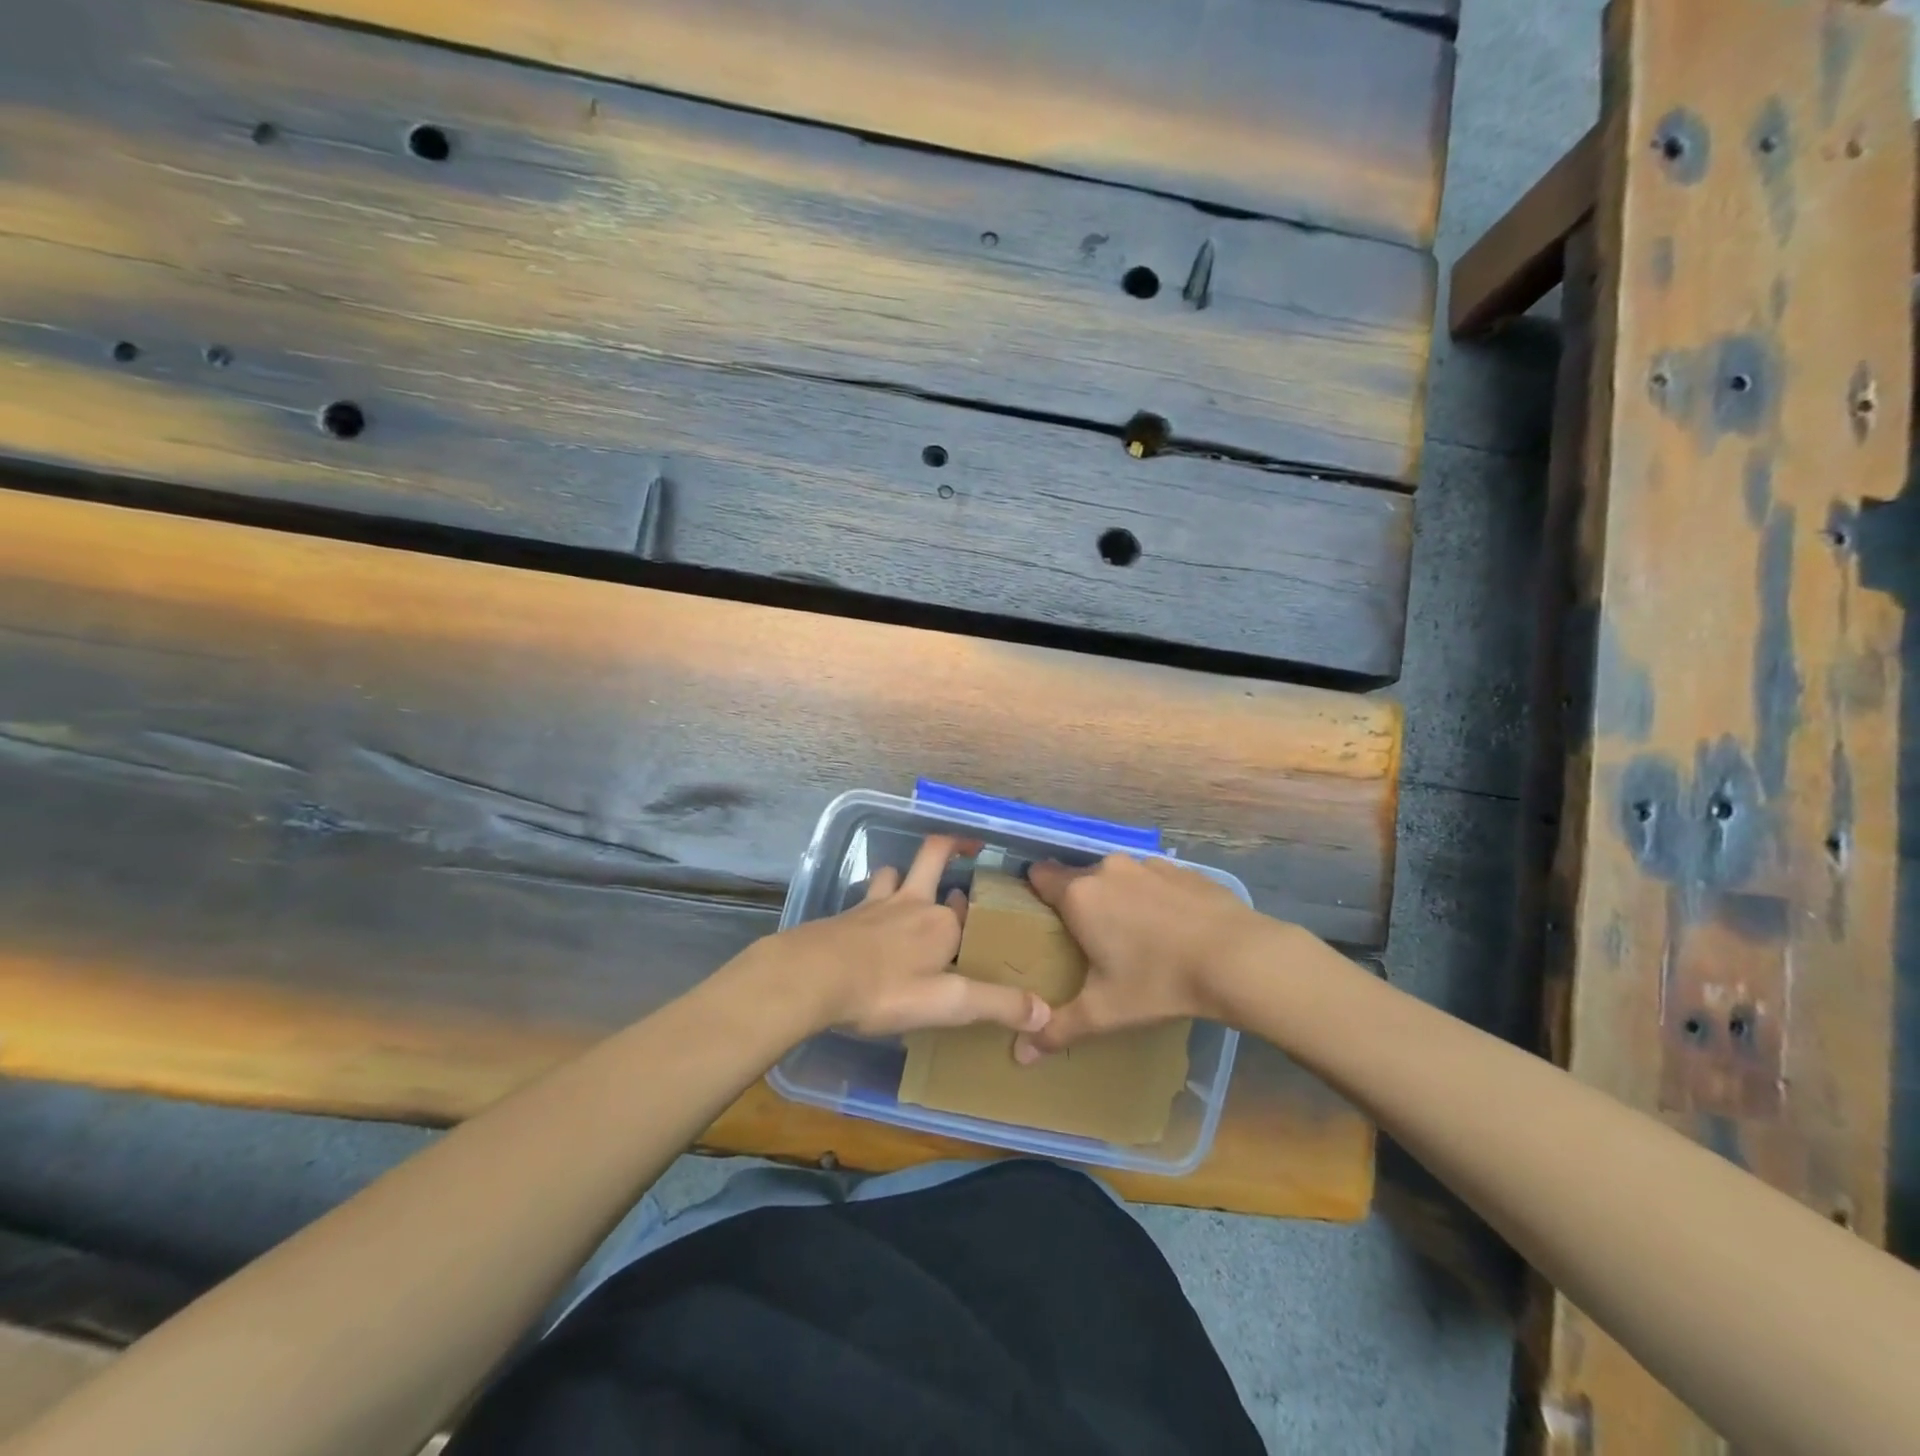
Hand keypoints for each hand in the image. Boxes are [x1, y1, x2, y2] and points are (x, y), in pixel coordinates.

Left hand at [766, 836, 1051, 1038]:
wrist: (811, 977)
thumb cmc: (884, 990)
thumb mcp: (947, 1004)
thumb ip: (997, 1005)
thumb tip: (1045, 1012)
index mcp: (941, 924)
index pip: (967, 909)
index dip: (977, 912)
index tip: (986, 918)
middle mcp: (912, 904)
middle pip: (933, 856)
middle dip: (951, 847)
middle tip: (967, 848)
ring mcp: (875, 905)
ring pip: (893, 872)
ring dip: (904, 874)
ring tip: (910, 888)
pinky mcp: (846, 916)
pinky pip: (866, 897)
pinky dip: (873, 900)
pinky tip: (868, 922)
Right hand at [1013, 854, 1268, 1061]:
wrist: (1239, 958)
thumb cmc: (1159, 981)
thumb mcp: (1104, 1012)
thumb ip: (1058, 1028)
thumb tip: (1020, 1055)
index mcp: (1080, 895)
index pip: (1040, 876)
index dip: (1036, 893)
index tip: (1042, 919)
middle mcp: (1108, 869)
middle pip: (1080, 878)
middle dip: (1082, 904)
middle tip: (1091, 942)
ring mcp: (1149, 865)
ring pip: (1119, 878)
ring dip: (1119, 899)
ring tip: (1135, 937)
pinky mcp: (1183, 869)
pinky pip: (1154, 880)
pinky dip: (1155, 898)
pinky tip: (1173, 930)